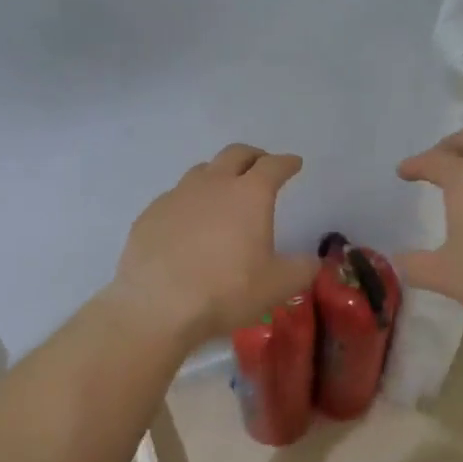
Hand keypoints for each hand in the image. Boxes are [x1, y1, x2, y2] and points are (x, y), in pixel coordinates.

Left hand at [105, 143, 319, 346]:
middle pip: (235, 154)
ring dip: (218, 175)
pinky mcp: (150, 214)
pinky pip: (175, 198)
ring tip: (223, 192)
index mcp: (249, 194)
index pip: (273, 166)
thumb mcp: (278, 286)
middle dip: (253, 156)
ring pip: (201, 171)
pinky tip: (189, 224)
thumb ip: (302, 269)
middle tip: (261, 166)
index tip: (294, 164)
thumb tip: (312, 261)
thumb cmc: (226, 291)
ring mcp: (177, 196)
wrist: (158, 306)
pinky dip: (189, 203)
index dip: (286, 163)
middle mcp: (213, 184)